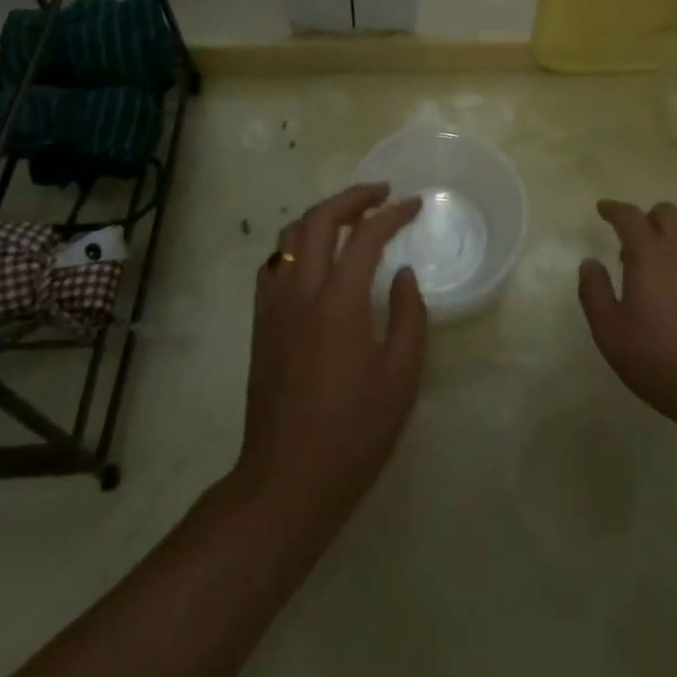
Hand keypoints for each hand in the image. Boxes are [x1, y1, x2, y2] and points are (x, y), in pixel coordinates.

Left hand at [235, 184, 427, 541]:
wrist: (286, 482)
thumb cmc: (353, 434)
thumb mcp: (400, 378)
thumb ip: (409, 317)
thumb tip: (403, 274)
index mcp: (339, 303)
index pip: (366, 236)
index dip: (393, 214)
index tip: (414, 204)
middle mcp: (301, 292)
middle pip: (319, 219)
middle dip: (352, 197)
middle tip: (381, 193)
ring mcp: (274, 306)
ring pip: (289, 236)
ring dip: (321, 215)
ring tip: (350, 218)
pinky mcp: (261, 324)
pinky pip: (274, 264)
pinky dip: (296, 244)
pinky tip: (315, 257)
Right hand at [578, 200, 676, 442]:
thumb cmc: (662, 363)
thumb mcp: (611, 334)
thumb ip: (594, 292)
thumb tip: (590, 262)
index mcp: (650, 257)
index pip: (630, 216)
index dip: (614, 209)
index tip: (603, 209)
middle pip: (666, 214)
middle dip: (646, 219)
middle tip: (631, 246)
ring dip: (668, 249)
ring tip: (657, 287)